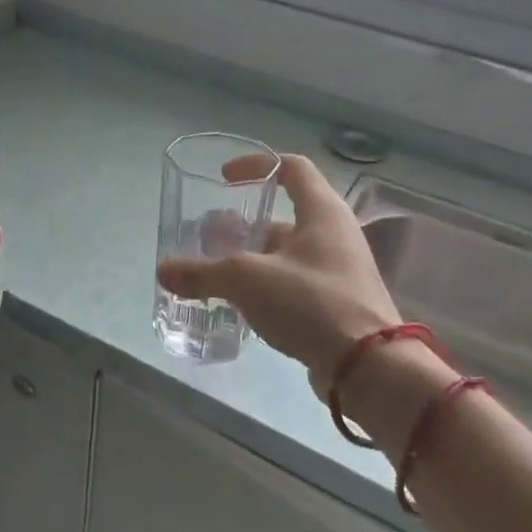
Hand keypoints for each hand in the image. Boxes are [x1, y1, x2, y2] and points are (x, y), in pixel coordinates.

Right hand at [157, 153, 399, 400]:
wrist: (368, 367)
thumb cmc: (311, 303)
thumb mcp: (247, 280)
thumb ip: (202, 273)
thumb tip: (163, 271)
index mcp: (322, 212)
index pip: (292, 168)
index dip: (257, 164)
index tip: (225, 178)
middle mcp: (334, 234)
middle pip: (284, 216)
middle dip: (243, 225)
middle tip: (209, 239)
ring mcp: (338, 271)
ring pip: (286, 254)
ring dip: (251, 259)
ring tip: (215, 274)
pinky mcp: (337, 304)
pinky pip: (293, 283)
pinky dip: (265, 286)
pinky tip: (239, 305)